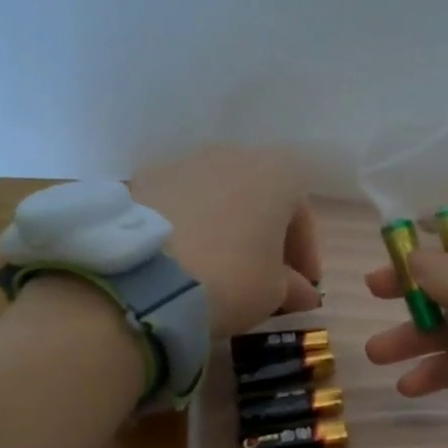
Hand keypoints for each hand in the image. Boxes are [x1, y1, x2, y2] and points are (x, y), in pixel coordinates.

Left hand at [131, 146, 321, 336]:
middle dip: (264, 234)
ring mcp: (184, 162)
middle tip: (264, 274)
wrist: (146, 277)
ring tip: (219, 266)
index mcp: (278, 174)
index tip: (302, 285)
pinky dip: (187, 226)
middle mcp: (234, 154)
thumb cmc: (232, 277)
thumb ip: (294, 287)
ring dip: (225, 227)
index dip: (305, 253)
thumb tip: (302, 292)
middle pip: (259, 197)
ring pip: (217, 196)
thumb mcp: (275, 292)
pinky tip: (183, 260)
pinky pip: (179, 204)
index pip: (302, 214)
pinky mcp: (143, 179)